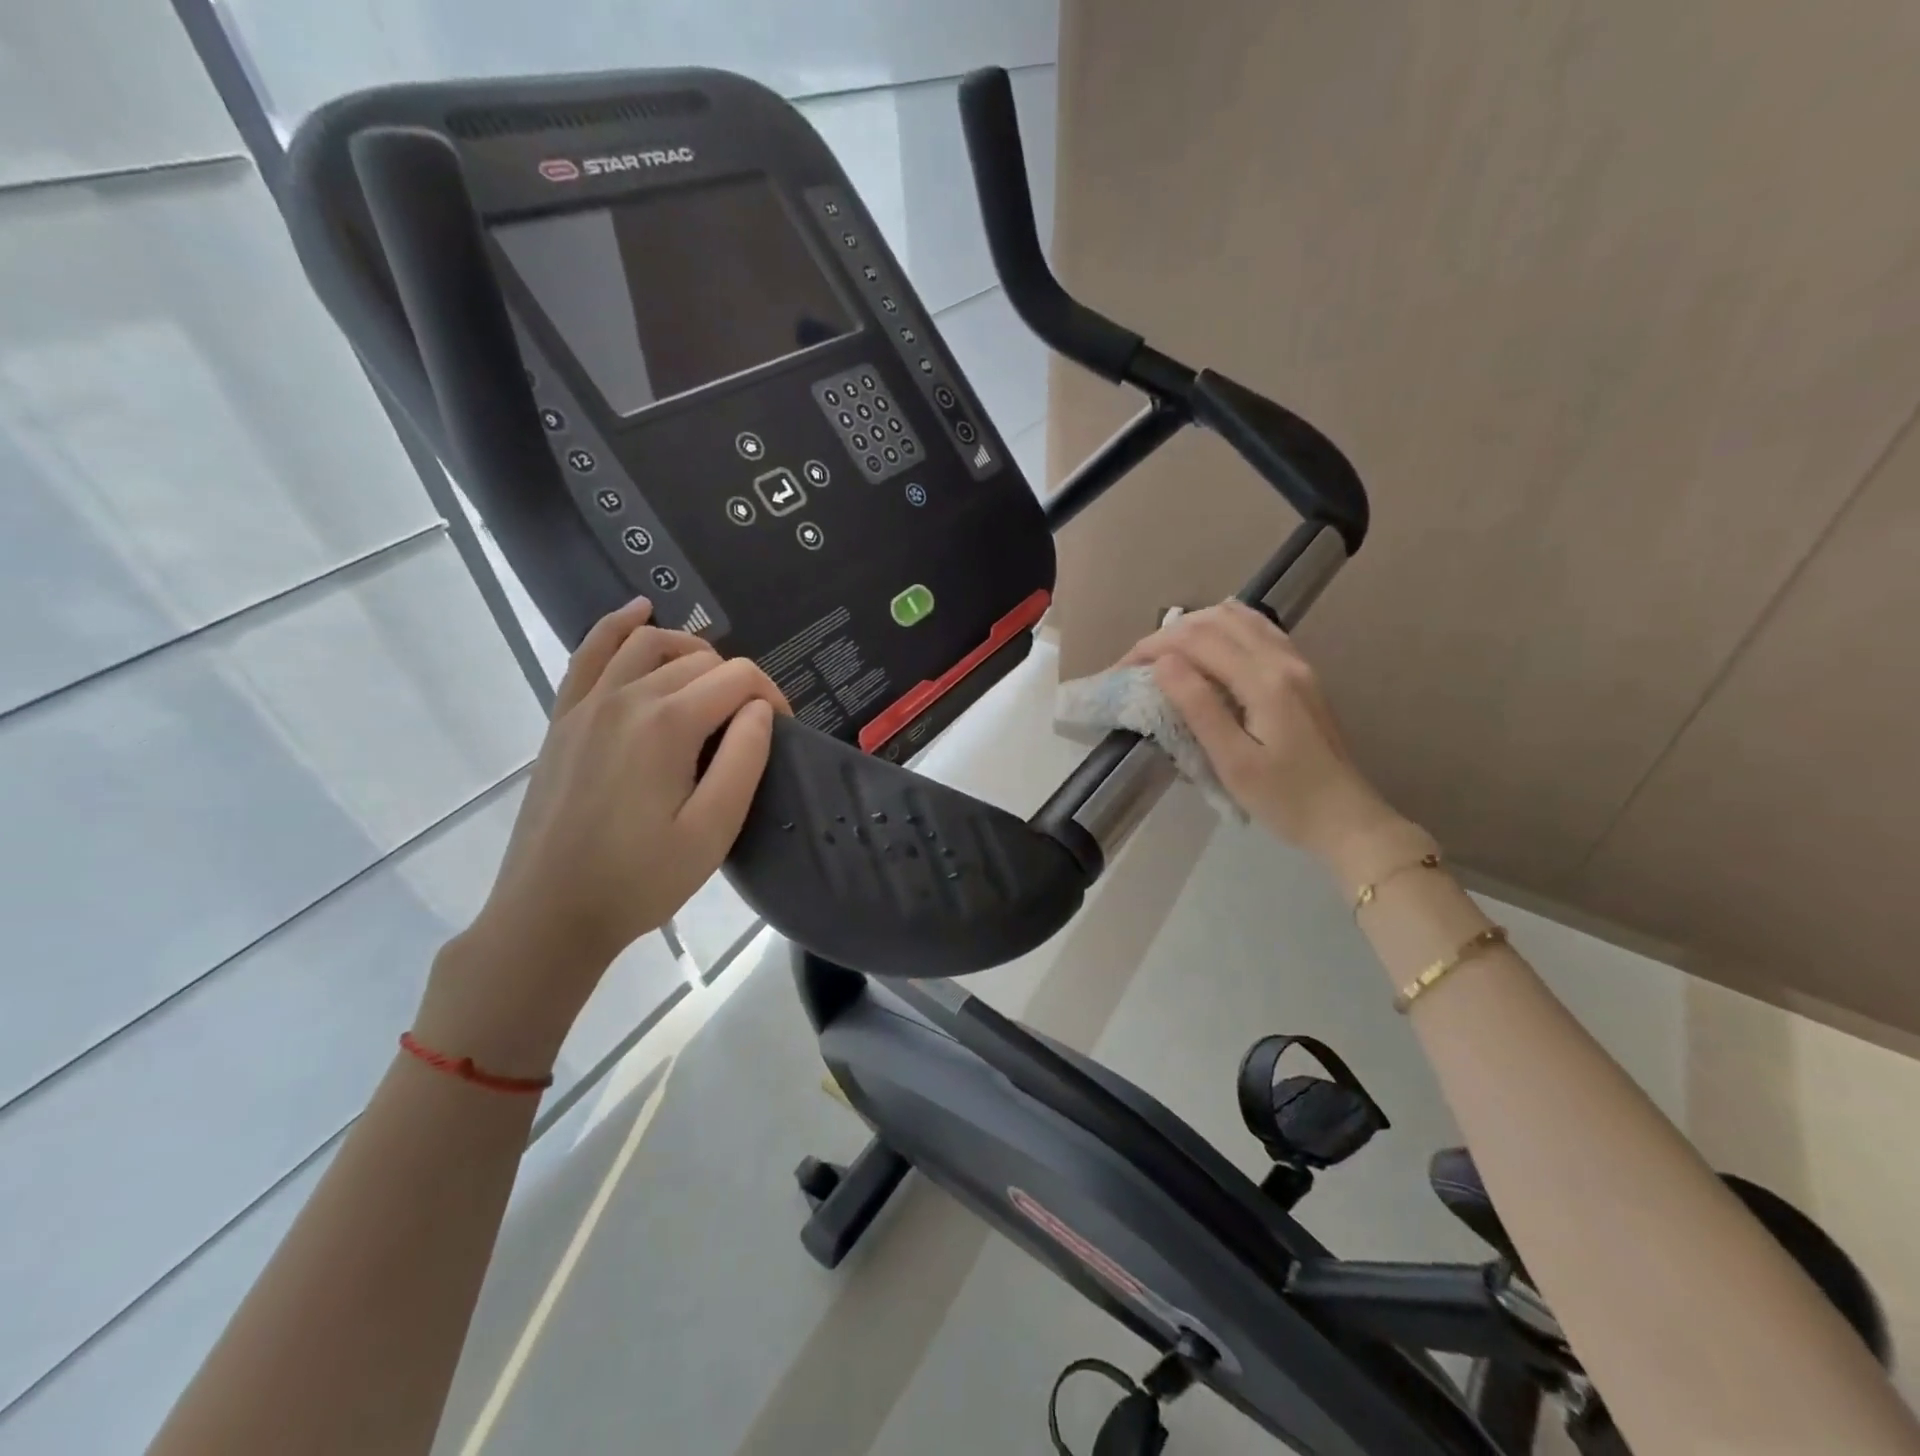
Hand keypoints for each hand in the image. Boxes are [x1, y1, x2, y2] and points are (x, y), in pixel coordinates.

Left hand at [415, 598, 786, 1072]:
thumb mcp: (713, 830)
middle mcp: (626, 697)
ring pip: (648, 643)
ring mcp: (587, 704)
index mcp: (668, 724)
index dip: (772, 697)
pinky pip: (590, 652)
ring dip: (690, 650)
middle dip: (737, 682)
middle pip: (699, 660)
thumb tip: (759, 709)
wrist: (550, 913)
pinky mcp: (564, 719)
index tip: (781, 733)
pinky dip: (618, 625)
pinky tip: (640, 611)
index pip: (738, 677)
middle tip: (750, 730)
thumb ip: (744, 759)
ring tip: (713, 680)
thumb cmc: (640, 879)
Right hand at [1123, 602, 1416, 873]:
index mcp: (1264, 681)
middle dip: (1169, 634)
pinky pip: (1257, 630)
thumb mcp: (1234, 762)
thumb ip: (1199, 707)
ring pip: (1239, 617)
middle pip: (1216, 619)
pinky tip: (1207, 650)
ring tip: (1166, 655)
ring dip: (1195, 626)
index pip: (1197, 640)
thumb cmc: (1285, 800)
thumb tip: (1164, 663)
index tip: (1123, 669)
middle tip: (1138, 663)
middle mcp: (1282, 660)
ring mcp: (1297, 663)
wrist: (1345, 818)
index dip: (1153, 646)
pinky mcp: (1301, 673)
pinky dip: (1222, 629)